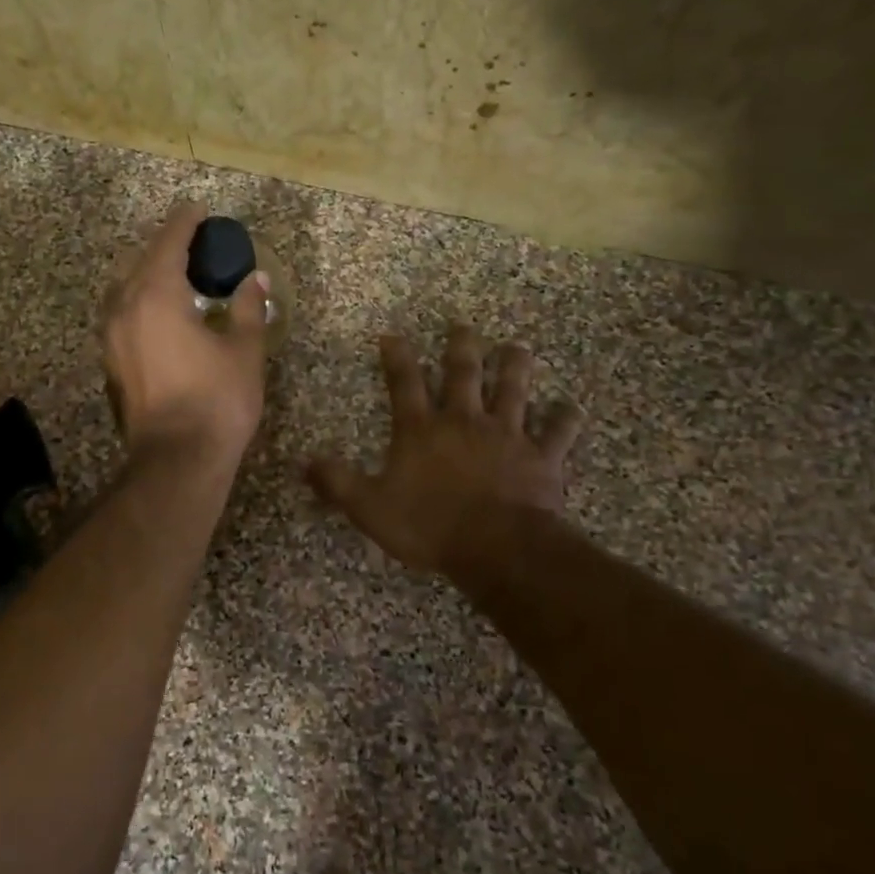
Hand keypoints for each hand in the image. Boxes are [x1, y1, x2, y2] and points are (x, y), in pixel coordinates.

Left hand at [103, 201, 269, 468]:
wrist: (177, 460)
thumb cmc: (217, 401)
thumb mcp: (244, 351)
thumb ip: (249, 308)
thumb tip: (256, 280)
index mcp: (156, 295)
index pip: (169, 243)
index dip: (185, 222)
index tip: (199, 210)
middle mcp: (124, 308)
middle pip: (140, 261)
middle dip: (166, 247)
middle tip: (195, 246)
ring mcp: (111, 337)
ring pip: (125, 289)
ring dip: (149, 275)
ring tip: (179, 278)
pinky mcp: (110, 362)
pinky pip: (122, 315)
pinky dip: (141, 302)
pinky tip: (164, 315)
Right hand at [309, 327, 582, 576]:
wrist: (496, 548)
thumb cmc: (429, 526)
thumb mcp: (370, 508)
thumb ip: (337, 482)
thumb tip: (303, 462)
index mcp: (422, 430)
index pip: (404, 383)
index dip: (396, 357)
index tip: (392, 335)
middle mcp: (464, 421)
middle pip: (463, 373)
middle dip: (461, 346)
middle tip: (462, 326)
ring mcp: (507, 435)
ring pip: (514, 389)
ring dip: (515, 366)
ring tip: (517, 347)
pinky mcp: (541, 456)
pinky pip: (557, 433)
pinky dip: (565, 419)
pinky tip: (571, 407)